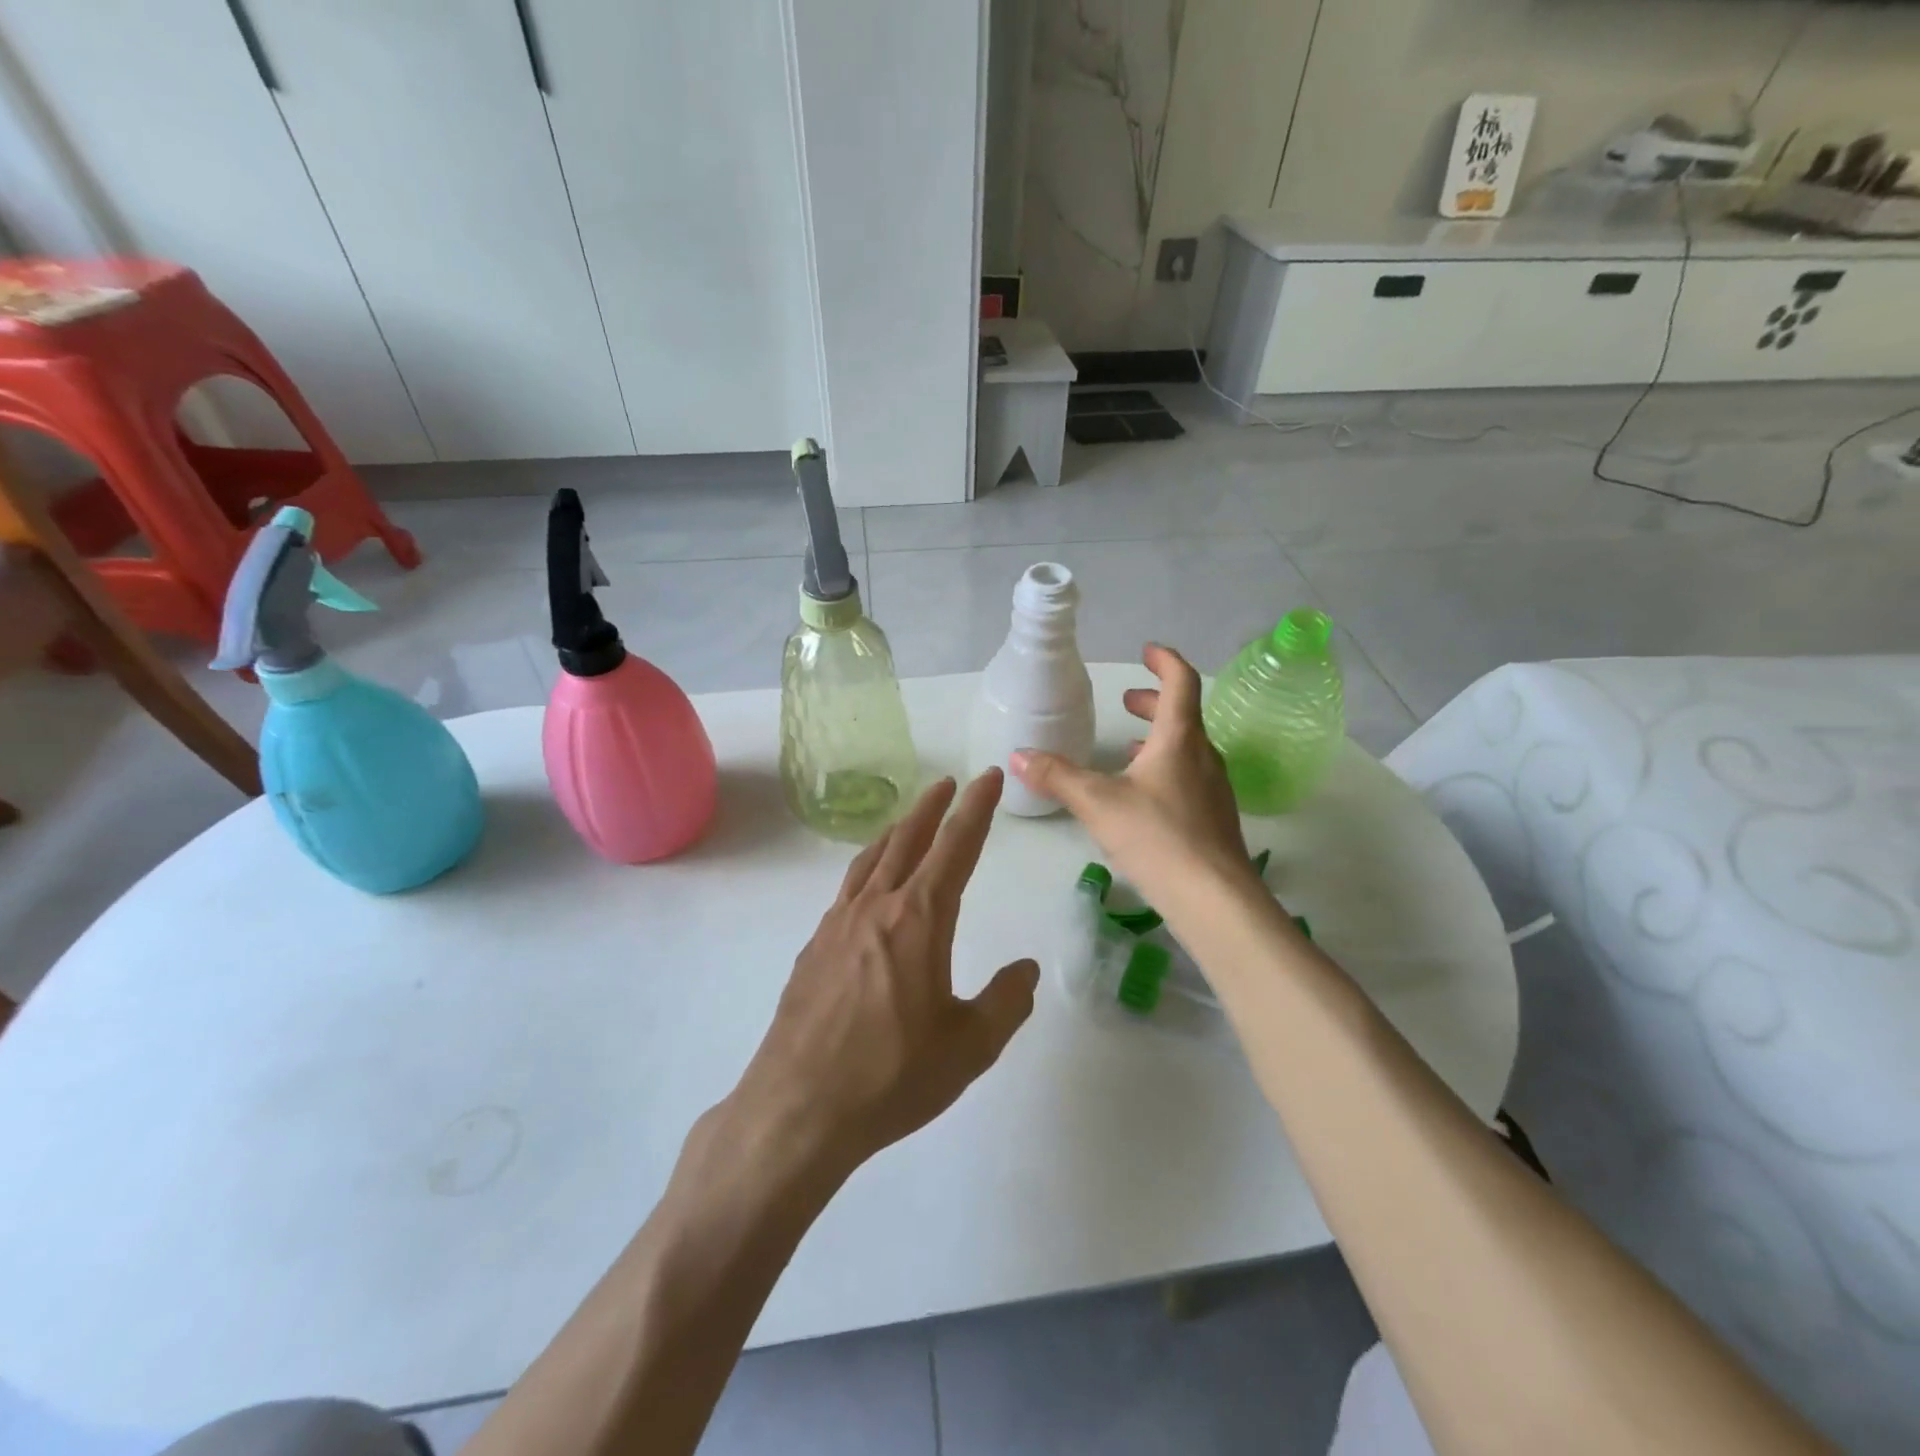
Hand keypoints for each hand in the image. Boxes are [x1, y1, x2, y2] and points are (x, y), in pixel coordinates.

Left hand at [731, 771, 1038, 1174]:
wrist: (798, 1108)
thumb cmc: (892, 1076)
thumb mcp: (969, 1047)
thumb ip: (1005, 1002)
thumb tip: (1027, 970)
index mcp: (918, 919)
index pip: (956, 847)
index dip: (977, 808)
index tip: (989, 776)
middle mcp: (876, 908)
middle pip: (908, 840)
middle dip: (933, 807)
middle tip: (949, 783)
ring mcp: (838, 925)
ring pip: (872, 859)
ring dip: (896, 832)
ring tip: (909, 820)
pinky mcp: (814, 948)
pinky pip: (847, 889)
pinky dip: (867, 869)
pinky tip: (869, 887)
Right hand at [1011, 644, 1253, 908]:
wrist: (1214, 899)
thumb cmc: (1157, 837)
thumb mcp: (1098, 803)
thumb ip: (1057, 776)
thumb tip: (1018, 755)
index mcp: (1180, 739)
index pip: (1181, 683)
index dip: (1165, 661)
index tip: (1147, 651)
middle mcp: (1204, 756)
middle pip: (1184, 715)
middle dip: (1154, 702)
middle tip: (1128, 701)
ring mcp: (1214, 789)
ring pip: (1188, 749)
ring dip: (1159, 739)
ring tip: (1129, 748)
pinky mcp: (1214, 819)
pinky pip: (1190, 777)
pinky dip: (1166, 769)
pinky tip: (1143, 796)